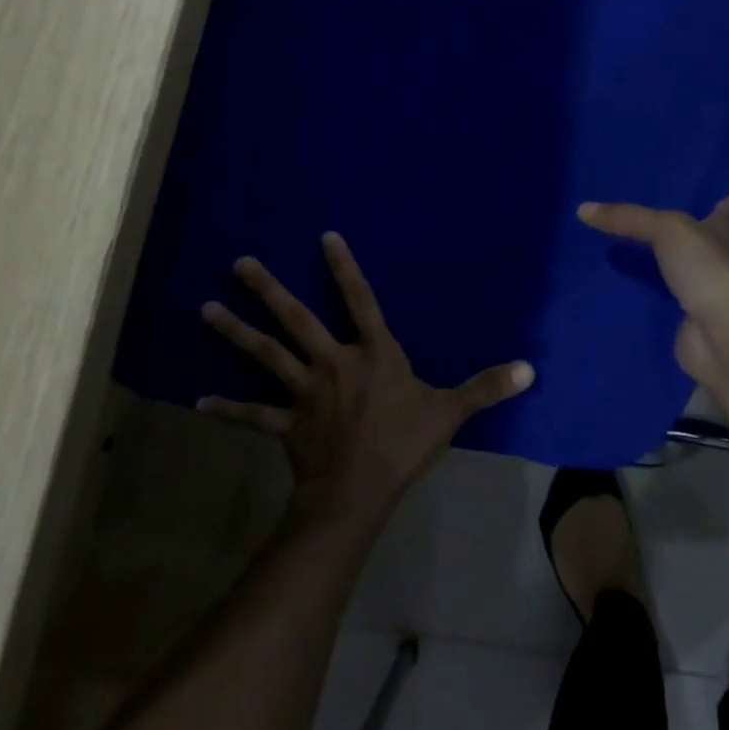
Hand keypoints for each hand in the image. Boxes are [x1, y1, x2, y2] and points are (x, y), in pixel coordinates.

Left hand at [198, 232, 534, 525]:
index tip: (324, 237)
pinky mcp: (285, 423)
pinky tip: (197, 399)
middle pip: (296, 319)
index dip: (343, 267)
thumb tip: (530, 369)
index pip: (360, 299)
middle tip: (240, 263)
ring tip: (206, 308)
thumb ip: (486, 387)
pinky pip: (252, 413)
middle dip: (268, 290)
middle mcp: (333, 362)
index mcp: (373, 353)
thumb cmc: (403, 445)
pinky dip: (226, 407)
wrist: (357, 492)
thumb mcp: (450, 412)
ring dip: (235, 332)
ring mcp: (303, 392)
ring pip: (266, 355)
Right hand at [577, 190, 728, 382]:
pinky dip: (639, 290)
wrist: (722, 337)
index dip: (712, 187)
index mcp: (727, 227)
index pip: (727, 199)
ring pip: (673, 264)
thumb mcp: (667, 230)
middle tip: (630, 204)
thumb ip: (628, 218)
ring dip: (651, 257)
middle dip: (669, 221)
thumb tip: (583, 209)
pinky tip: (611, 279)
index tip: (686, 176)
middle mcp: (719, 255)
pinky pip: (657, 296)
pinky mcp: (686, 315)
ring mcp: (703, 287)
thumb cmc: (708, 269)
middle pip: (694, 232)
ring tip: (610, 237)